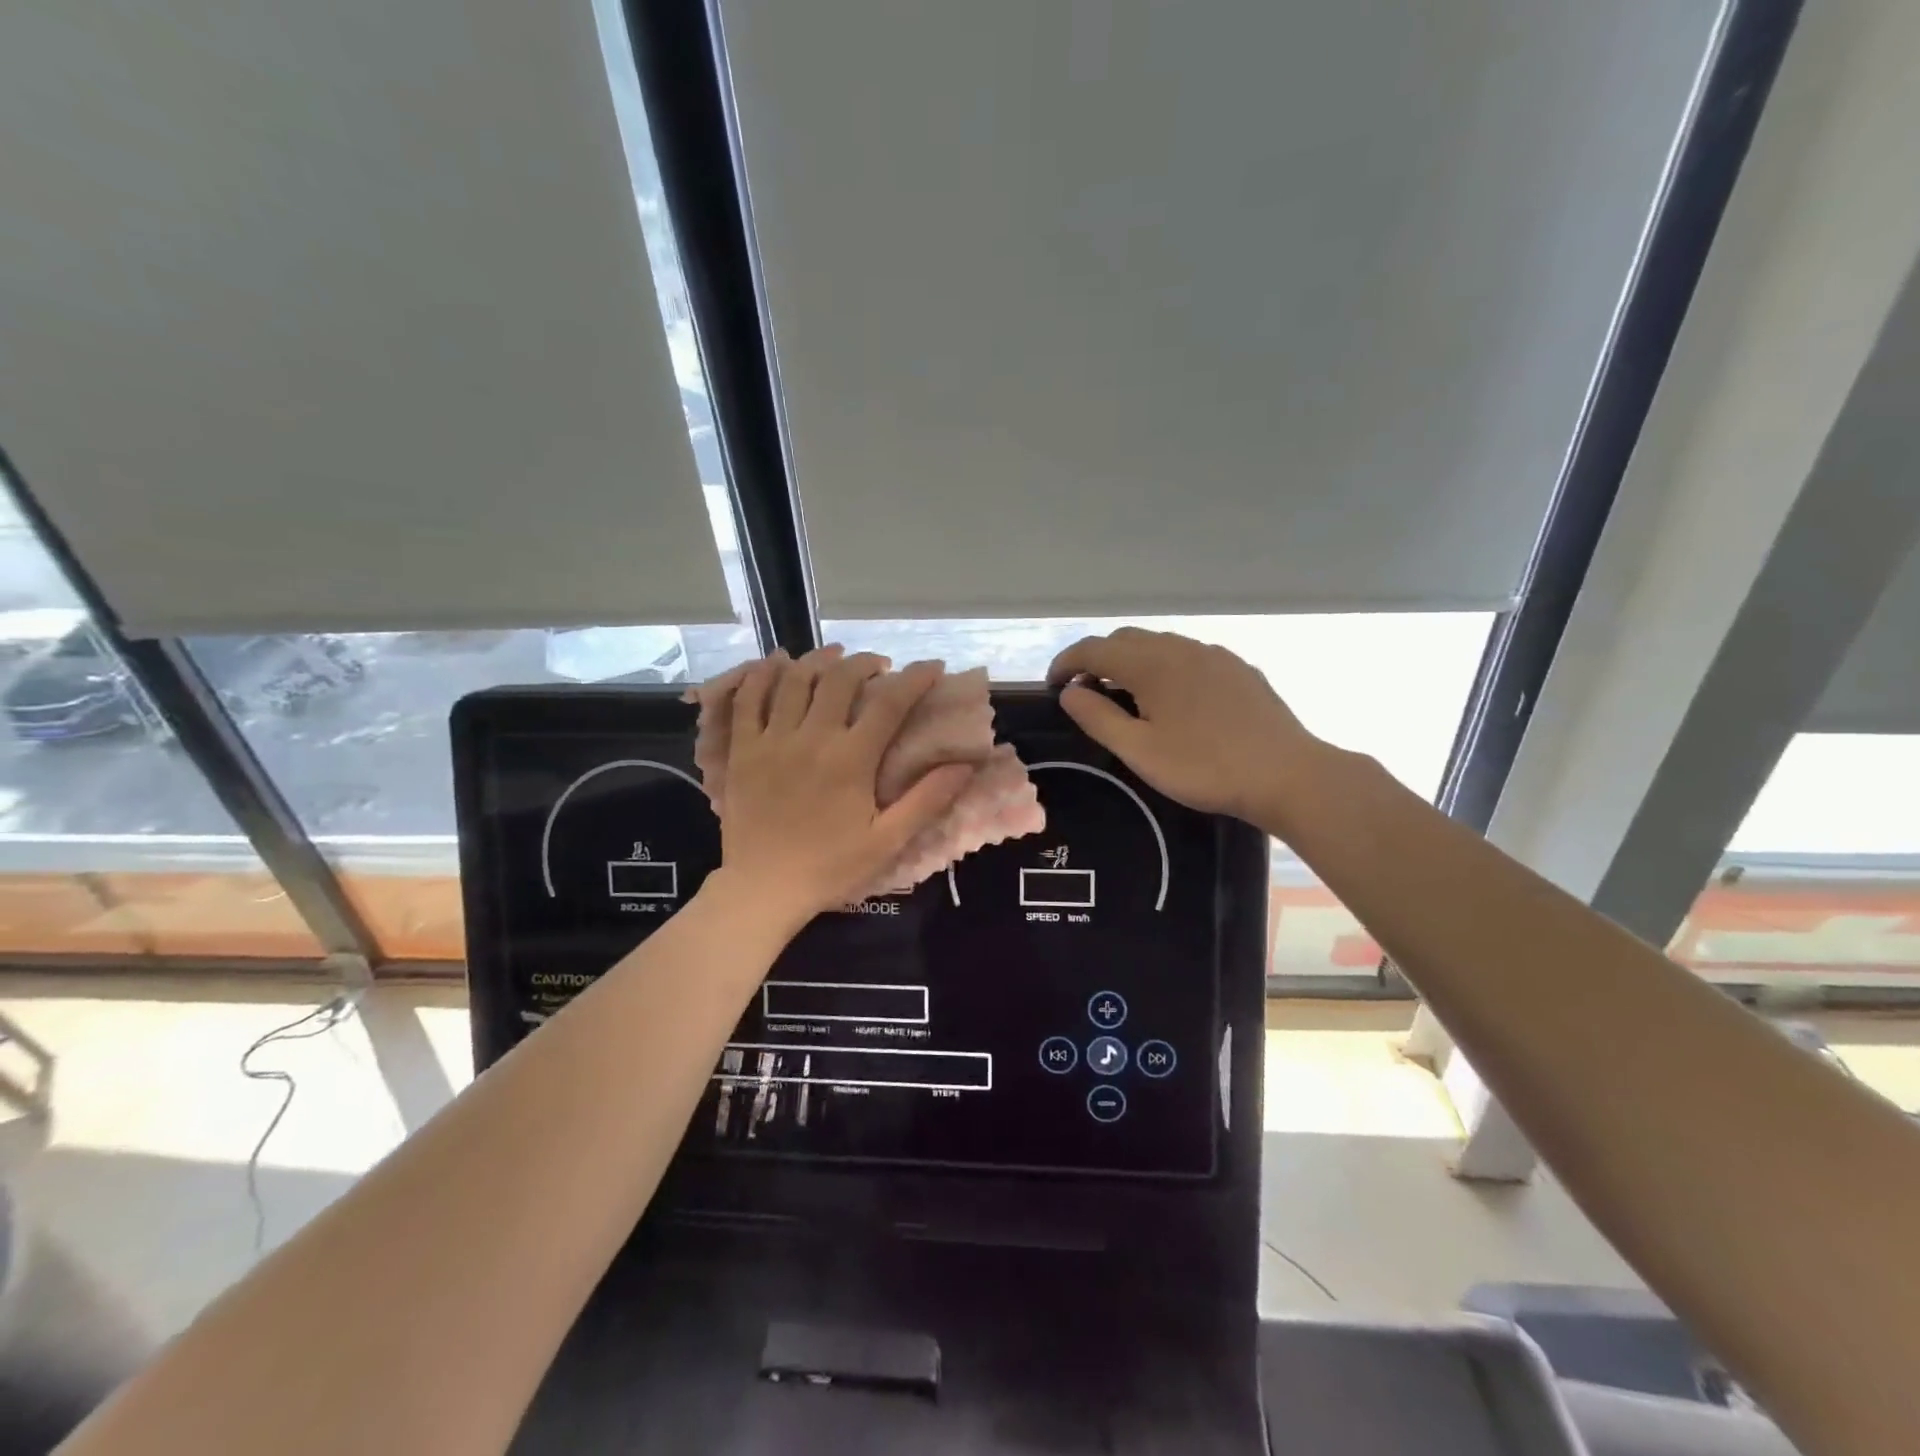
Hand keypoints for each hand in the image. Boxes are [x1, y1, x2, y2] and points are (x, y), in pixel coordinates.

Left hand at [715, 646, 971, 927]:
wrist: (763, 890)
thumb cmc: (830, 868)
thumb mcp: (887, 841)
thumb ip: (927, 800)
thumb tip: (966, 765)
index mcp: (851, 759)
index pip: (890, 703)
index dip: (915, 678)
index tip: (932, 666)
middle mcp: (811, 738)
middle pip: (839, 679)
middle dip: (865, 662)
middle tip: (880, 665)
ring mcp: (771, 740)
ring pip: (795, 679)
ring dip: (819, 660)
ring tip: (835, 656)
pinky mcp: (742, 750)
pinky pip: (747, 699)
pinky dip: (762, 674)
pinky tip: (776, 664)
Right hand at [1047, 628, 1319, 823]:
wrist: (1286, 774)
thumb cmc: (1204, 767)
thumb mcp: (1139, 751)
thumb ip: (1098, 718)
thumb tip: (1070, 692)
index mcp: (1151, 664)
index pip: (1094, 649)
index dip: (1066, 663)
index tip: (1052, 686)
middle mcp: (1180, 647)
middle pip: (1125, 639)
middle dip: (1097, 658)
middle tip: (1085, 692)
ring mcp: (1213, 654)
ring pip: (1159, 644)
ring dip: (1131, 661)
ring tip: (1125, 695)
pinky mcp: (1237, 668)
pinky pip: (1188, 655)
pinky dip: (1164, 666)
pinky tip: (1172, 698)